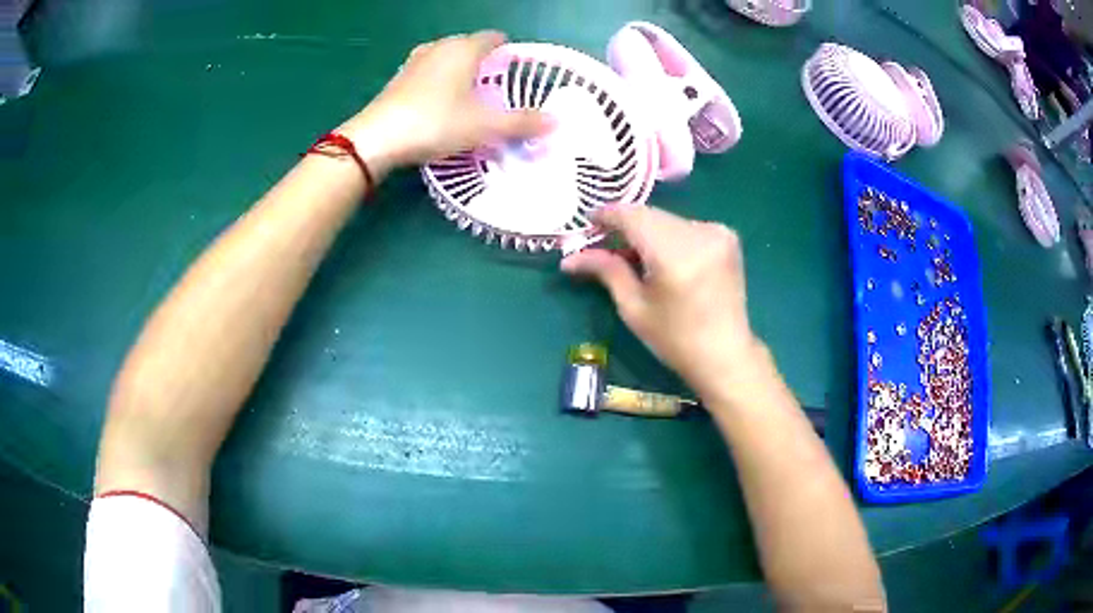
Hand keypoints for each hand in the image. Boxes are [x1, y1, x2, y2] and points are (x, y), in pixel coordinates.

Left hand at [341, 31, 551, 170]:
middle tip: (496, 86)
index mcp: (464, 49)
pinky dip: (438, 80)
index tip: (516, 69)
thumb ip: (521, 122)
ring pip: (446, 56)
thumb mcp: (484, 126)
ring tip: (469, 93)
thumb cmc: (436, 122)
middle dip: (484, 60)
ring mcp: (415, 61)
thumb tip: (555, 121)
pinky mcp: (398, 79)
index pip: (493, 38)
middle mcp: (440, 47)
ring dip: (459, 69)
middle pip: (469, 44)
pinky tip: (439, 101)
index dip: (508, 50)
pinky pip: (427, 71)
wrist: (377, 138)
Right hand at [561, 206, 764, 398]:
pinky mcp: (726, 237)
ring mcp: (717, 233)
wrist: (725, 354)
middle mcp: (699, 234)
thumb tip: (570, 258)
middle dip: (625, 225)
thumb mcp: (634, 308)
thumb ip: (607, 271)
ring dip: (647, 231)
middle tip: (604, 243)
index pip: (633, 216)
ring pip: (667, 219)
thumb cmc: (675, 339)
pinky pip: (686, 226)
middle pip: (650, 215)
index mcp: (674, 255)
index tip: (588, 222)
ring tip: (633, 255)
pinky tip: (663, 257)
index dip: (608, 215)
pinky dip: (669, 236)